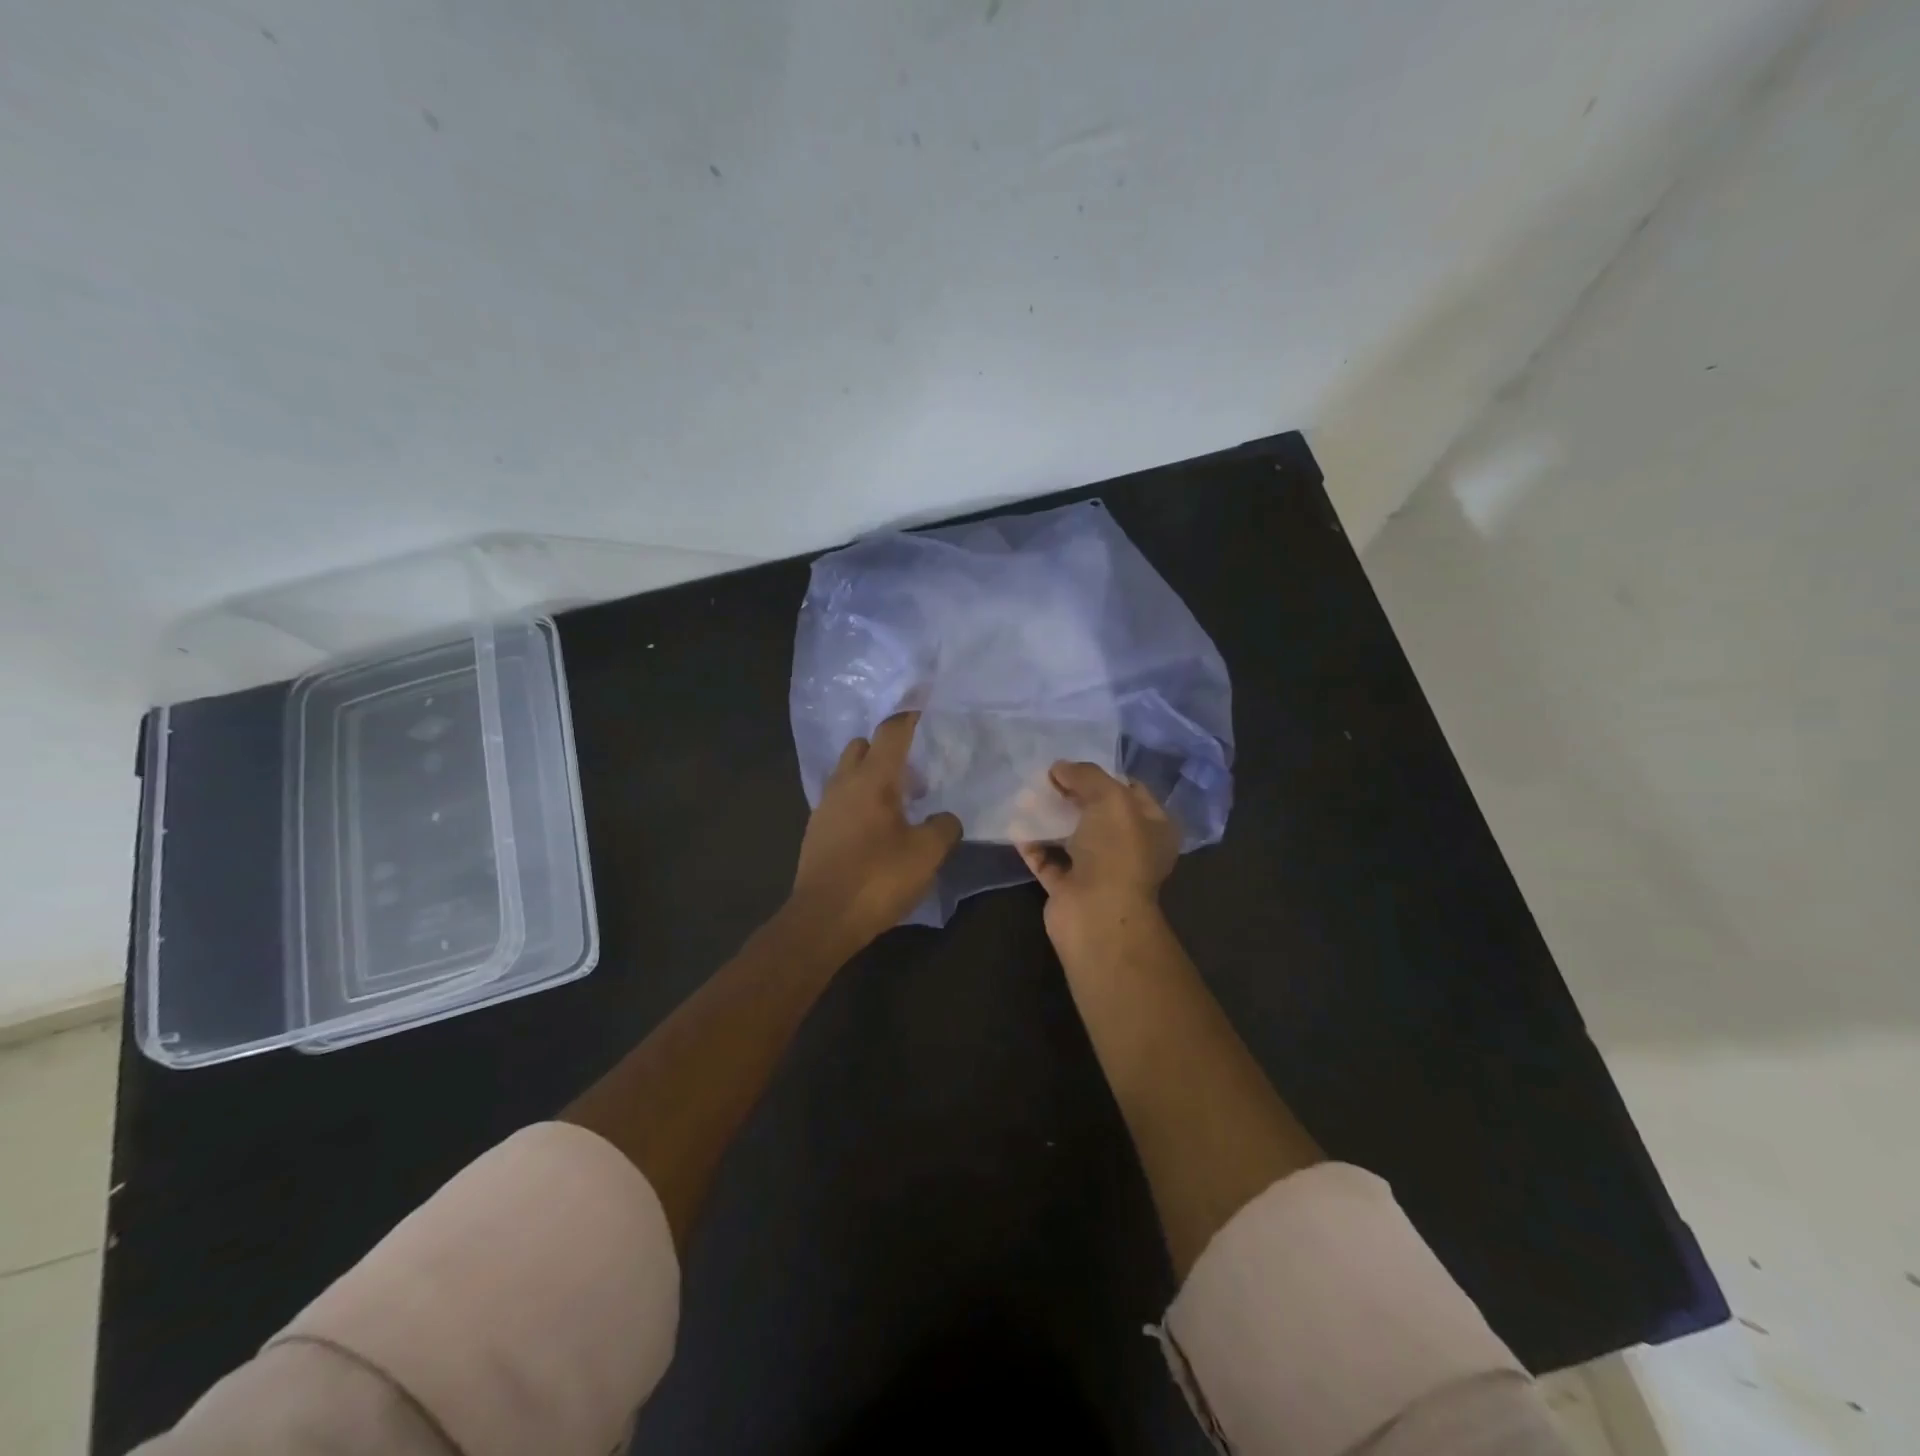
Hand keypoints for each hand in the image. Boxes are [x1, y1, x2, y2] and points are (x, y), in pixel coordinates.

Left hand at [788, 711, 960, 952]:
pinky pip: (841, 800)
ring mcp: (825, 807)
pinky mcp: (817, 831)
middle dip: (887, 748)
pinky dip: (859, 800)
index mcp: (872, 779)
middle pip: (863, 746)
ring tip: (900, 802)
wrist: (823, 919)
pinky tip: (878, 828)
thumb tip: (945, 818)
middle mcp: (844, 784)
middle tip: (915, 769)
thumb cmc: (878, 878)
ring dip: (872, 776)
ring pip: (848, 773)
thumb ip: (944, 827)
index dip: (910, 717)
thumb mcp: (927, 853)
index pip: (892, 732)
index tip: (926, 709)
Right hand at [1018, 762, 1178, 951]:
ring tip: (1024, 795)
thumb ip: (1085, 775)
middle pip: (1097, 812)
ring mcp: (1098, 870)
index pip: (1131, 791)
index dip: (1104, 775)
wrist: (1097, 915)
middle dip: (1071, 793)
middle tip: (1044, 777)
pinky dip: (1032, 843)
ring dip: (1048, 816)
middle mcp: (1129, 848)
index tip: (1074, 765)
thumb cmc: (1116, 851)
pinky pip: (1047, 859)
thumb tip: (1059, 767)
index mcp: (1153, 827)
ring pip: (1070, 835)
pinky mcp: (1068, 887)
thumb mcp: (1109, 798)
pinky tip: (1015, 825)